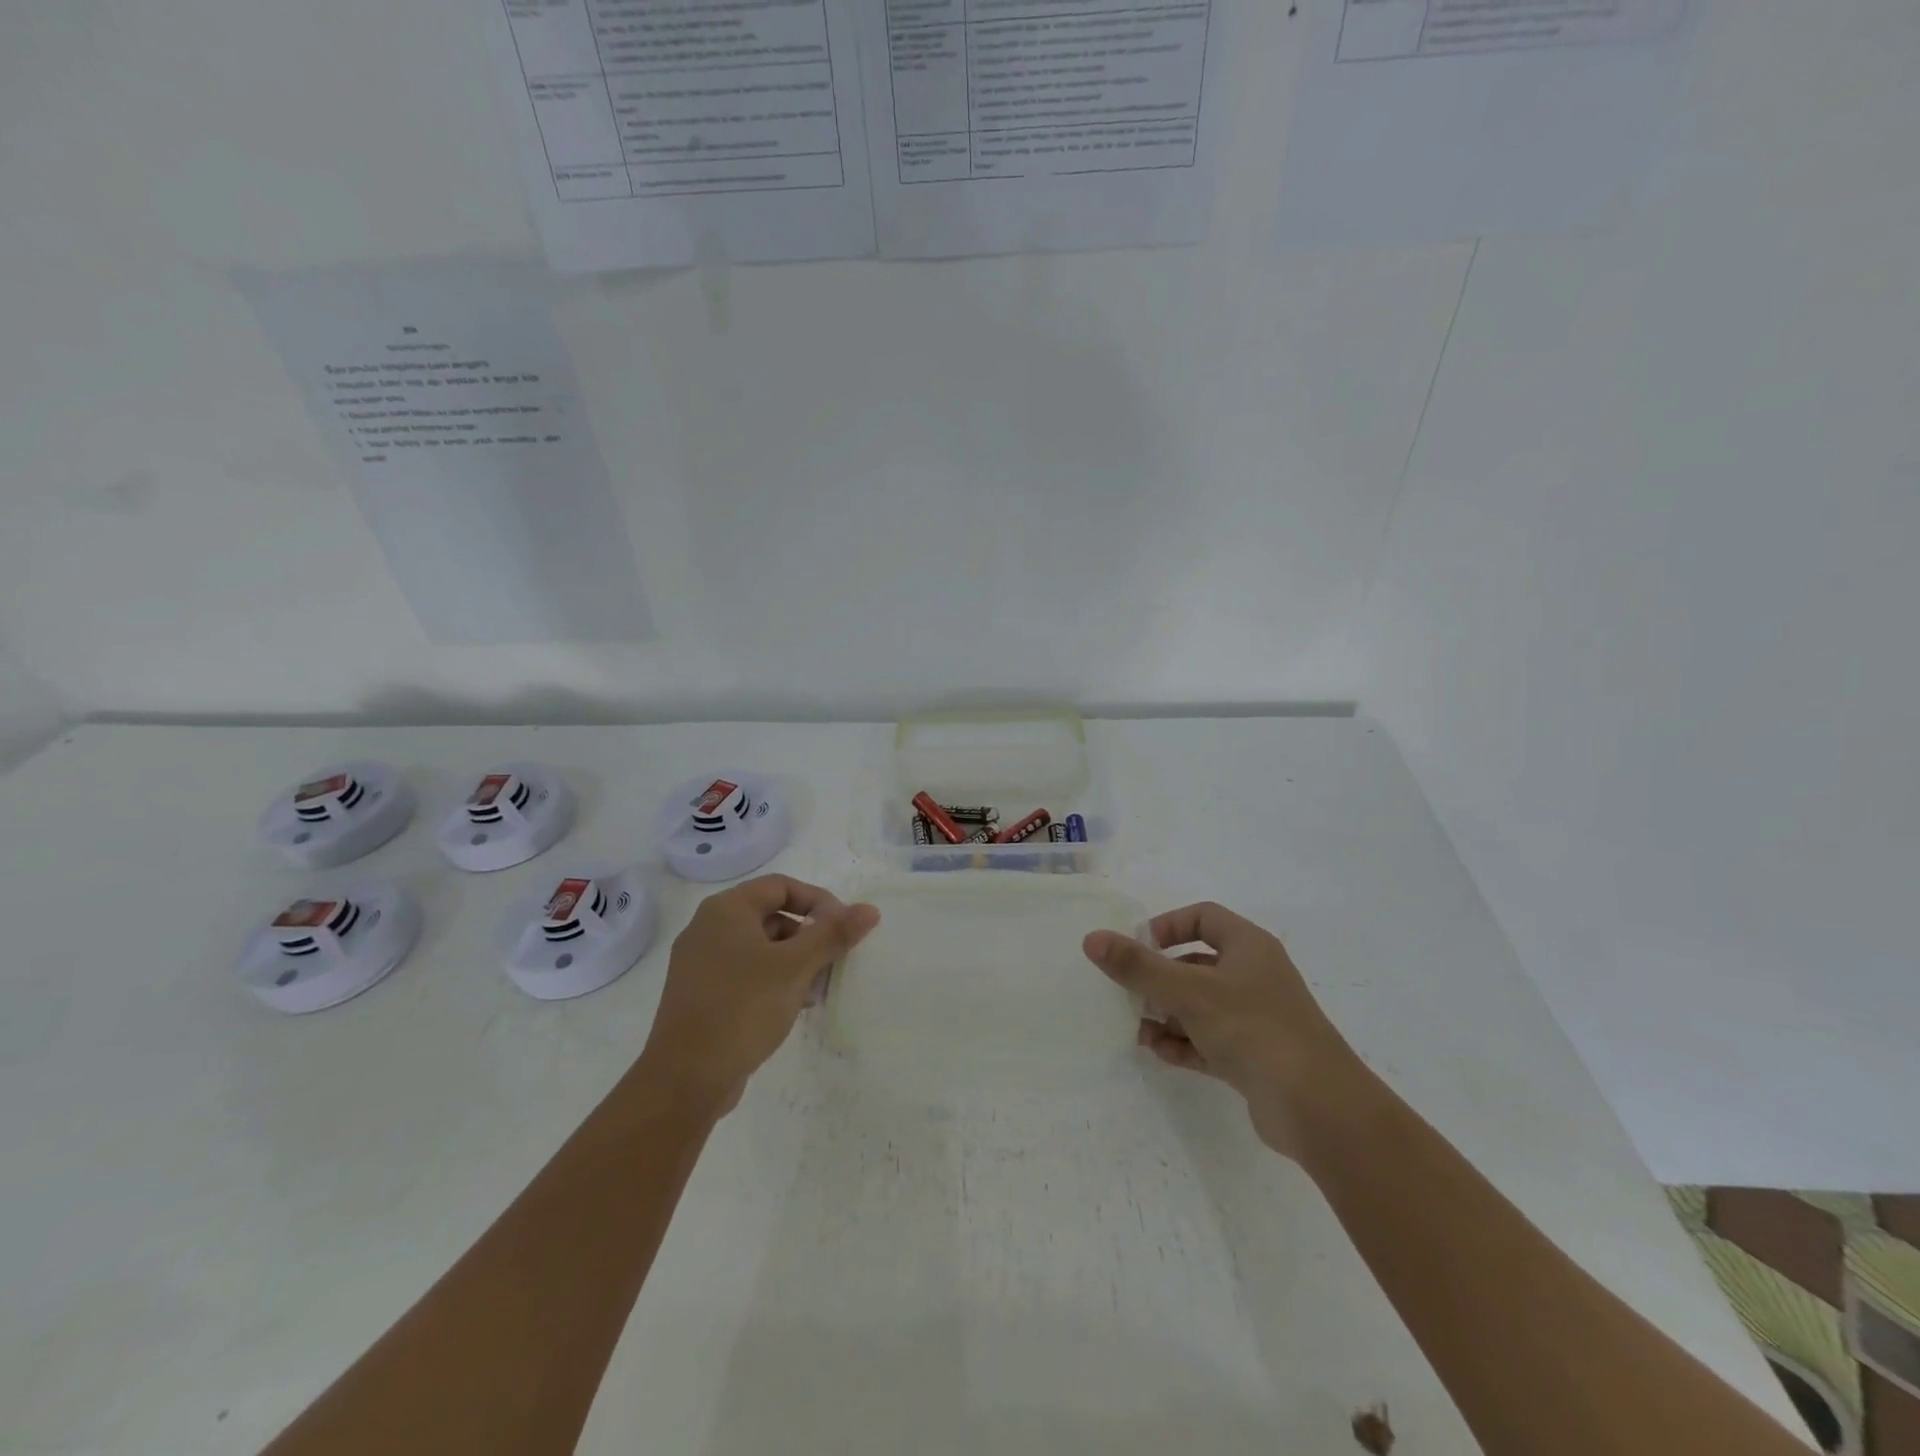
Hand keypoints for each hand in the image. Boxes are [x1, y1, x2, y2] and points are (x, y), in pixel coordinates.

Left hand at [638, 875, 878, 1112]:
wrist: (685, 1079)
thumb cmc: (742, 1008)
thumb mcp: (795, 967)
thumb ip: (833, 934)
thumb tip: (869, 909)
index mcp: (726, 910)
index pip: (782, 886)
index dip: (818, 901)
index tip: (843, 928)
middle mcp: (708, 928)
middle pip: (772, 916)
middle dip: (809, 936)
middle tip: (833, 961)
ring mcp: (701, 964)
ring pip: (761, 948)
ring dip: (794, 961)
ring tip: (817, 989)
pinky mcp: (701, 995)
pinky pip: (746, 973)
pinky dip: (773, 981)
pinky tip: (794, 1006)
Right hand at [1083, 902, 1366, 1158]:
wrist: (1318, 1108)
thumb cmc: (1253, 1029)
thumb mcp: (1189, 992)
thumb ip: (1138, 966)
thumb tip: (1092, 939)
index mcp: (1248, 947)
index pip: (1203, 918)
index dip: (1168, 926)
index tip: (1139, 947)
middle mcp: (1254, 976)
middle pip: (1197, 964)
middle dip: (1160, 978)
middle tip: (1129, 992)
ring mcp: (1256, 1019)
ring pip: (1201, 1006)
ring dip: (1167, 1015)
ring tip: (1138, 1029)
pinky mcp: (1255, 1057)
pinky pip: (1209, 1040)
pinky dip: (1184, 1043)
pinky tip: (1160, 1053)